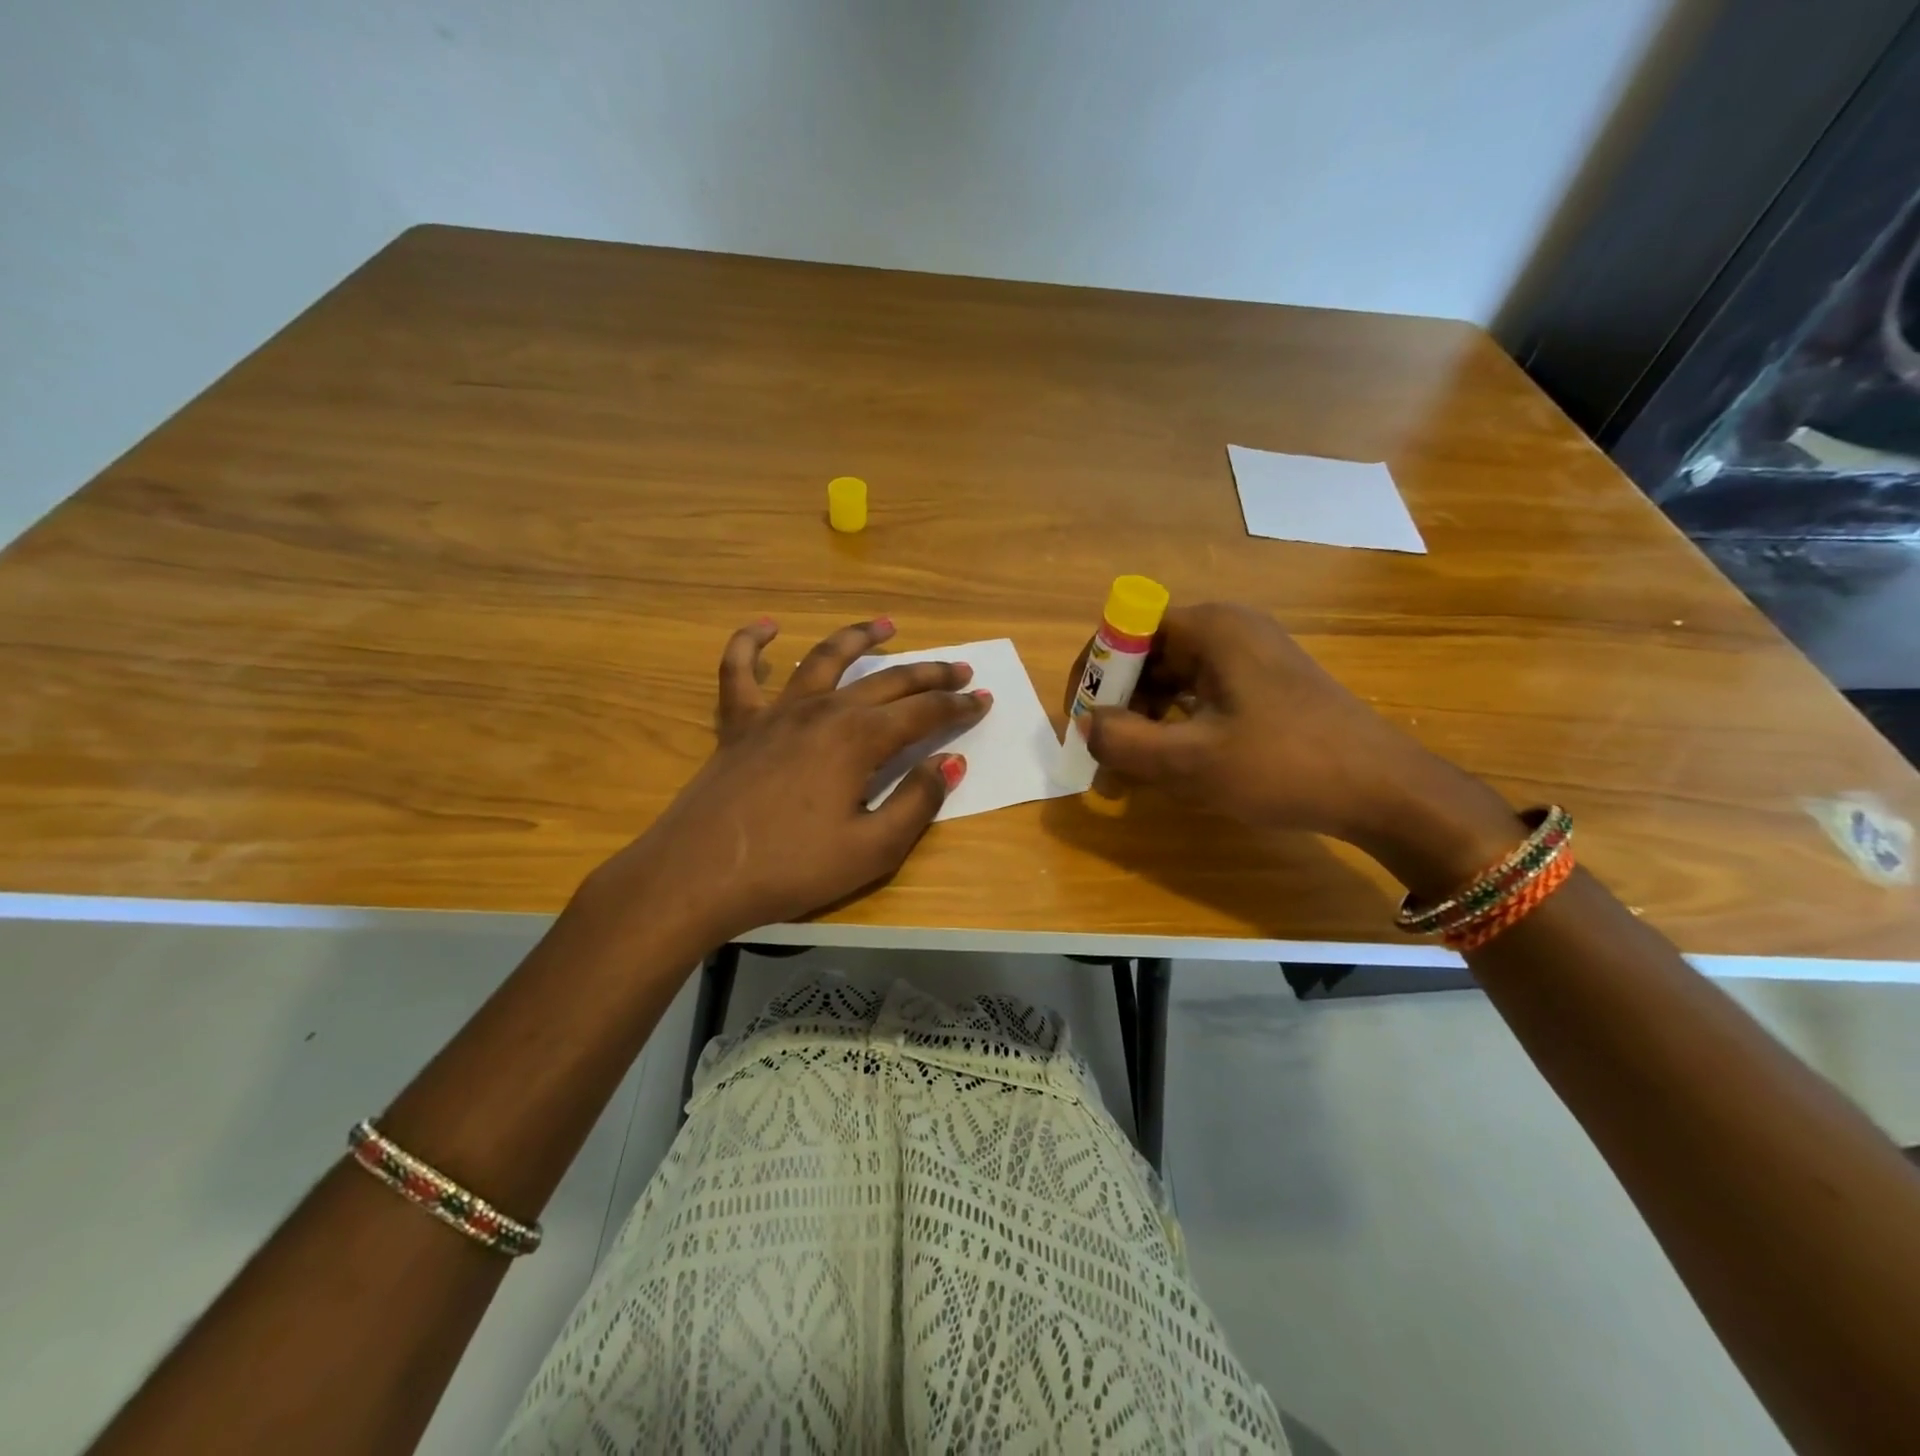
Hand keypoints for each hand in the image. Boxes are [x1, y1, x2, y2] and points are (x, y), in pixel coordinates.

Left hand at [583, 617, 989, 946]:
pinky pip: (738, 671)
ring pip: (824, 659)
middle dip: (930, 673)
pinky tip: (765, 627)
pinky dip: (750, 643)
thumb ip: (917, 801)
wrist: (697, 876)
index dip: (958, 707)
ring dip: (859, 638)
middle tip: (960, 669)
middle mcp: (823, 711)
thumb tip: (950, 761)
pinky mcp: (738, 724)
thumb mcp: (872, 849)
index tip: (984, 700)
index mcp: (859, 739)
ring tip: (887, 624)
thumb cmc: (791, 868)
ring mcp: (776, 712)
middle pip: (887, 681)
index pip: (923, 713)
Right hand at [1077, 602, 1516, 890]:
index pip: (1125, 629)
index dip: (1095, 672)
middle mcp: (1227, 630)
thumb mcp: (1193, 760)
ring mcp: (1248, 657)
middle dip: (1117, 707)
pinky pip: (1198, 696)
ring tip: (1130, 775)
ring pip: (1171, 681)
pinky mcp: (1262, 686)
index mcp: (1211, 628)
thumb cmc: (1286, 766)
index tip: (1081, 721)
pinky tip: (1170, 766)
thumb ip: (1125, 741)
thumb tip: (1086, 726)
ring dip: (1143, 723)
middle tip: (1103, 759)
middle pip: (1147, 656)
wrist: (1385, 792)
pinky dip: (1174, 727)